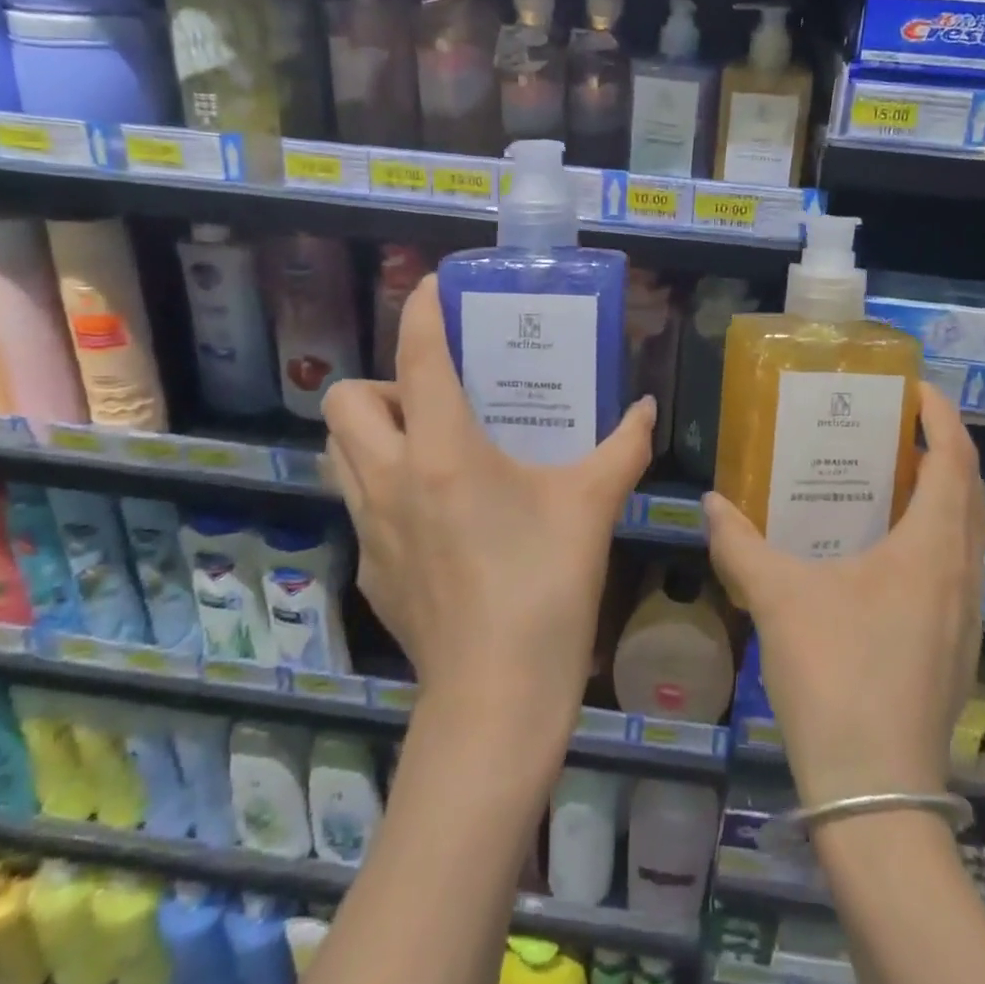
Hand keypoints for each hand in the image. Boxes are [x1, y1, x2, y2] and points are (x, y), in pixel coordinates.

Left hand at [322, 276, 655, 728]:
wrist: (496, 697)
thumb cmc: (545, 586)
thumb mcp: (592, 506)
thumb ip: (623, 448)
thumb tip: (646, 409)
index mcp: (443, 451)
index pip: (417, 358)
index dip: (420, 310)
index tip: (431, 286)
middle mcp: (391, 479)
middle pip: (346, 400)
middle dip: (384, 382)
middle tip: (438, 398)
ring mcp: (370, 528)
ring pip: (338, 452)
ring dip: (373, 432)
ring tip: (429, 444)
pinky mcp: (370, 569)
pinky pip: (359, 502)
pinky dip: (384, 485)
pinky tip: (438, 512)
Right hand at [704, 383, 984, 807]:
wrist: (876, 795)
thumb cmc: (835, 677)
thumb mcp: (778, 599)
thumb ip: (739, 544)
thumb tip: (710, 502)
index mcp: (932, 549)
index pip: (955, 461)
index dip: (941, 417)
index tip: (914, 389)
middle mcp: (962, 575)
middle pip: (970, 493)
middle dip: (942, 451)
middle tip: (895, 430)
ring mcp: (965, 617)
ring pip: (967, 535)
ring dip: (941, 497)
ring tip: (888, 481)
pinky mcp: (955, 649)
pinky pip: (954, 569)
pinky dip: (932, 538)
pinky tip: (882, 555)